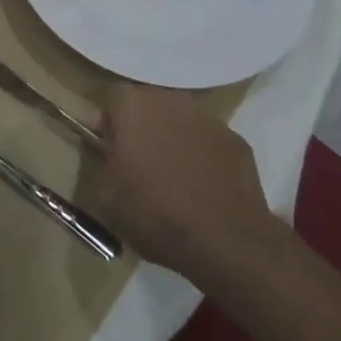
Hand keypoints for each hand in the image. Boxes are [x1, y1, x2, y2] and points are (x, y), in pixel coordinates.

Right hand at [92, 84, 291, 284]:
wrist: (225, 242)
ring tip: (175, 177)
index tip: (112, 149)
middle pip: (149, 103)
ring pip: (181, 119)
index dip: (110, 122)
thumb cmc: (155, 216)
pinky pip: (209, 140)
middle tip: (141, 163)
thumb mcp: (107, 197)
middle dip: (143, 126)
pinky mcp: (236, 140)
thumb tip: (112, 153)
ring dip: (174, 137)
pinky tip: (204, 187)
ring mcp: (208, 118)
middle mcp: (171, 100)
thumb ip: (104, 162)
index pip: (113, 97)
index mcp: (133, 108)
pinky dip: (203, 155)